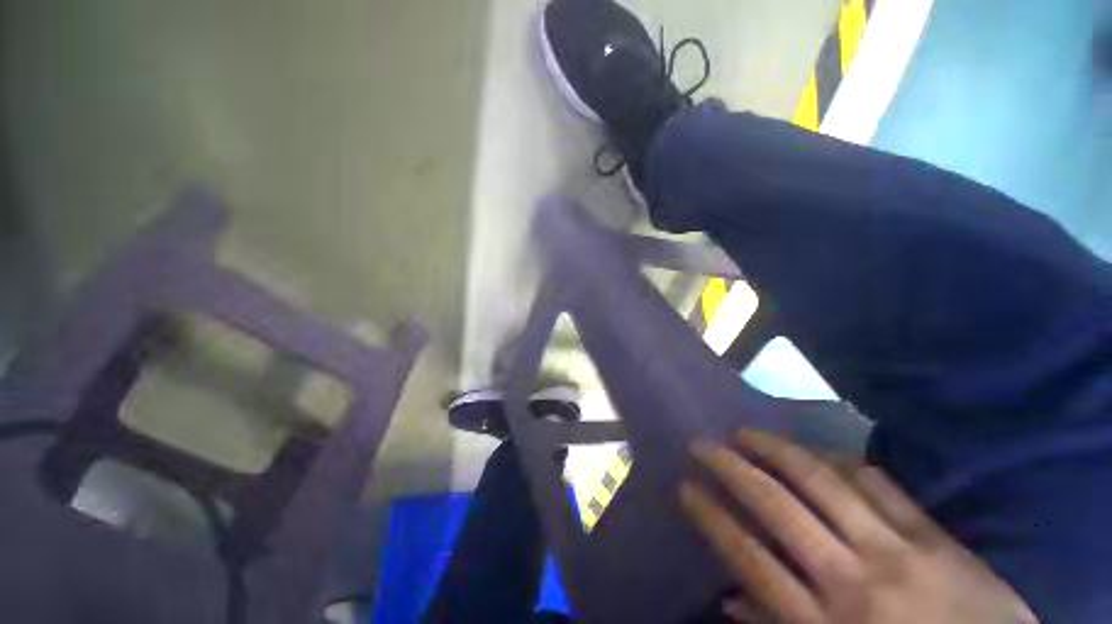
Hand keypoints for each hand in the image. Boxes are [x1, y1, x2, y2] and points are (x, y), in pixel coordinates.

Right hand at [680, 430, 1036, 623]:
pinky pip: (878, 484)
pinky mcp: (935, 535)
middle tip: (702, 444)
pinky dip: (839, 460)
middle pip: (778, 507)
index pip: (750, 558)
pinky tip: (815, 449)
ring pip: (824, 482)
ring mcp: (900, 551)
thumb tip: (730, 597)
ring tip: (745, 432)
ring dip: (776, 450)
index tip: (685, 487)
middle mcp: (856, 580)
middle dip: (731, 468)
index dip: (712, 517)